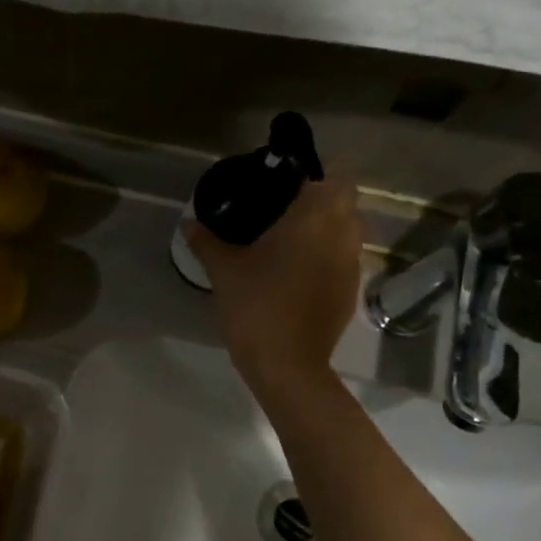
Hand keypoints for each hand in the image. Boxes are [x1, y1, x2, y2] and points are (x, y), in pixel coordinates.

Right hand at [185, 177, 363, 404]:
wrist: (287, 364)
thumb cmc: (256, 306)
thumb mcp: (223, 270)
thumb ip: (206, 241)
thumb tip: (189, 223)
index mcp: (315, 219)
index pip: (334, 177)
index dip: (312, 175)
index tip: (283, 183)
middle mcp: (343, 235)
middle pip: (344, 202)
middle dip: (318, 200)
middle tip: (280, 209)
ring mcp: (351, 265)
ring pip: (347, 231)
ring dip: (325, 229)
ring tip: (286, 240)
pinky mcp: (350, 292)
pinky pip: (342, 259)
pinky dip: (325, 257)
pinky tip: (294, 272)